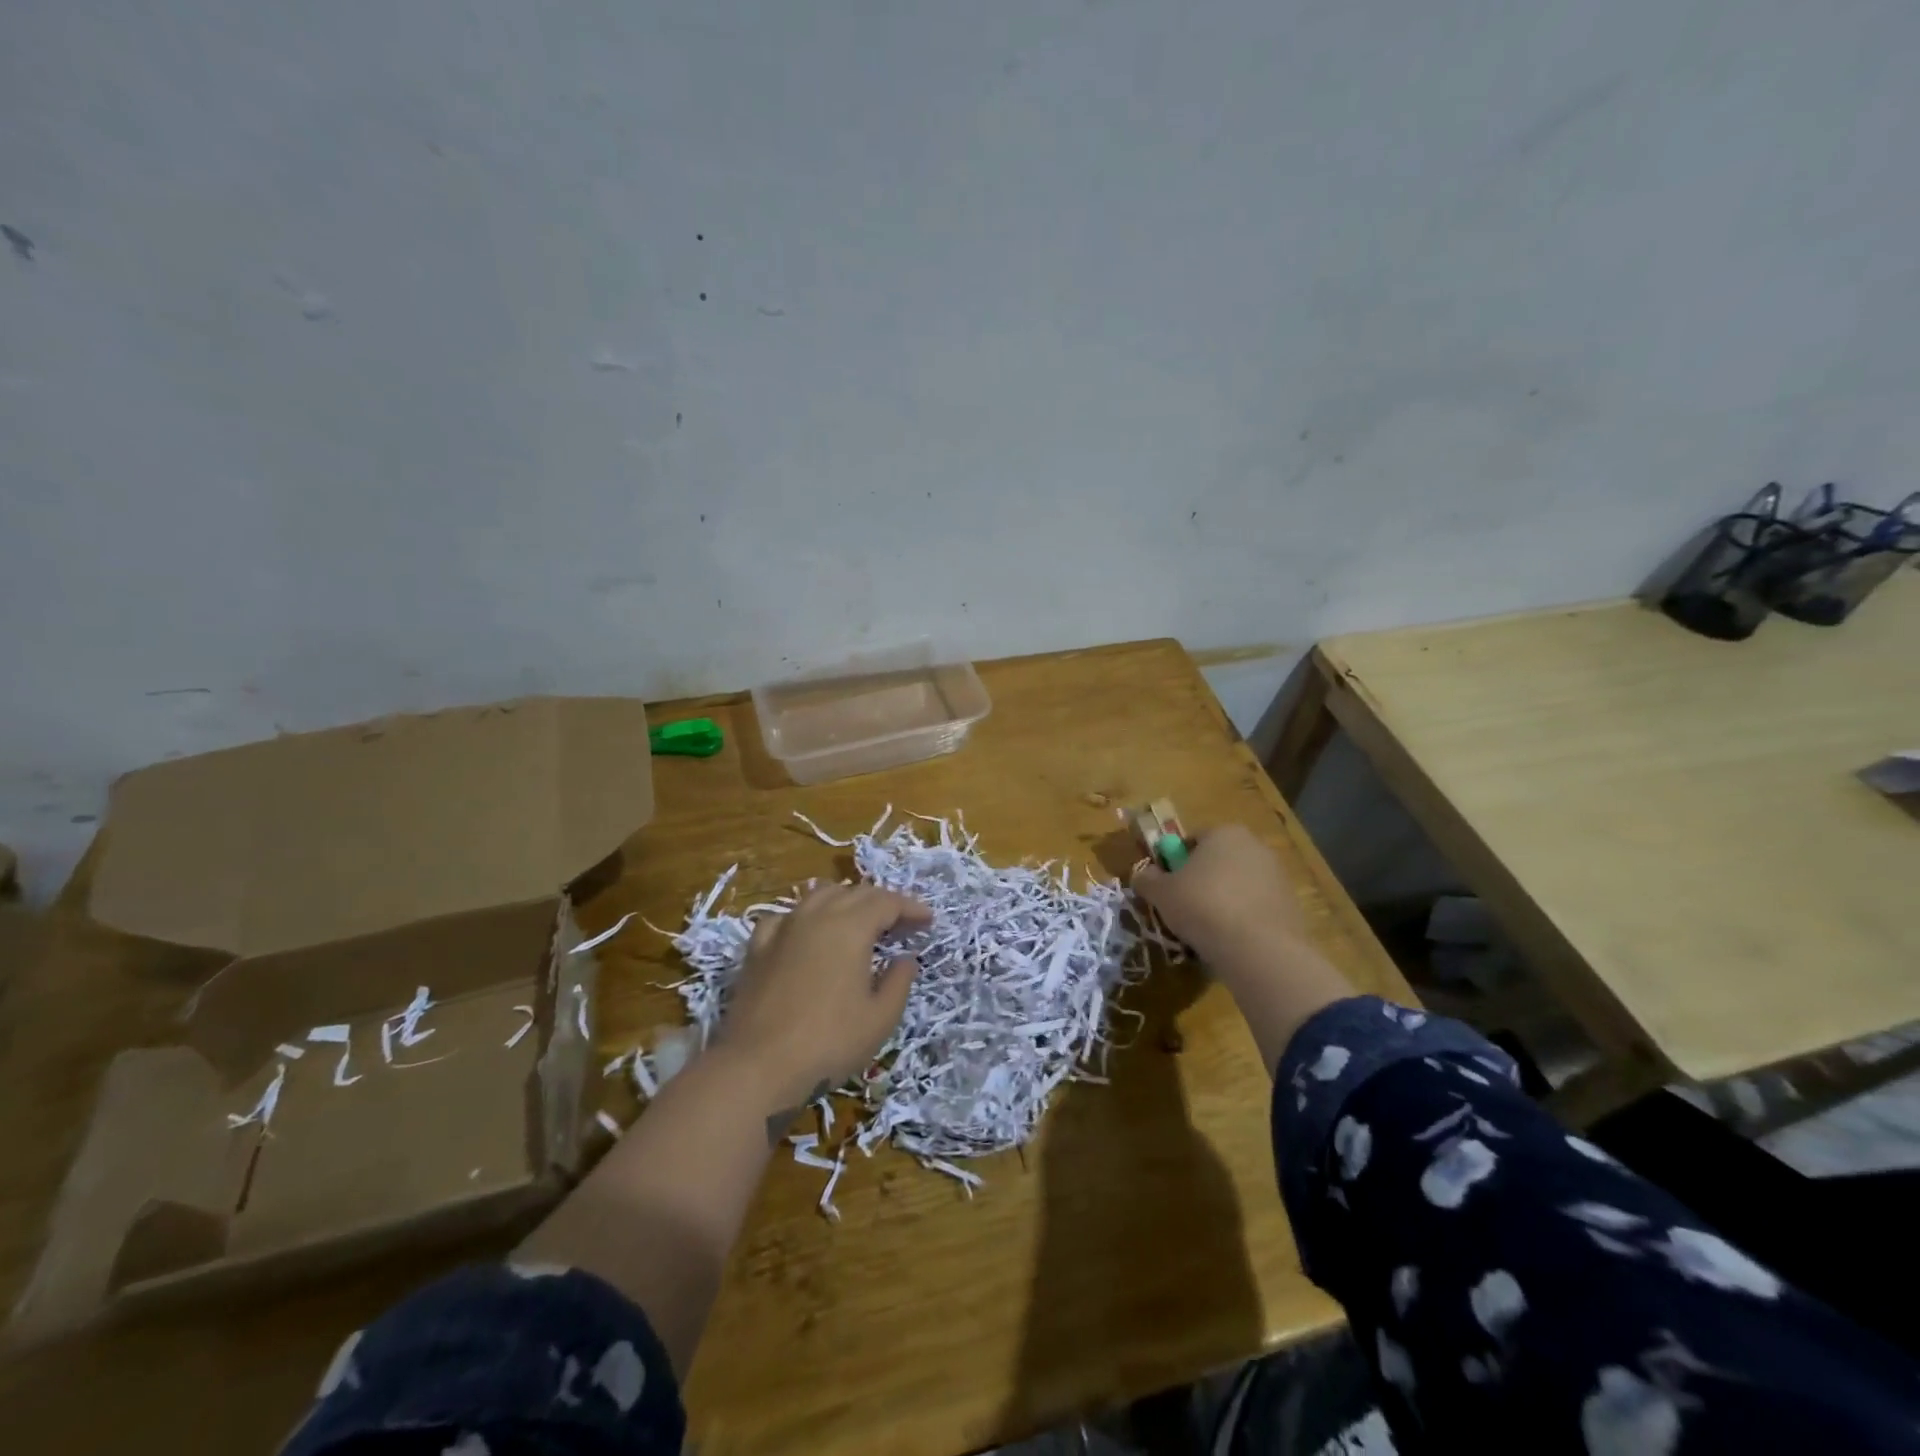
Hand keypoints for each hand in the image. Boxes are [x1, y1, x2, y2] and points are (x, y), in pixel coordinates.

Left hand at [715, 884, 931, 1114]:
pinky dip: (805, 917)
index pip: (887, 902)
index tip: (928, 921)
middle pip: (855, 893)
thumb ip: (899, 982)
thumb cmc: (828, 1042)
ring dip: (846, 901)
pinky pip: (786, 917)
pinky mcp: (757, 948)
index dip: (911, 908)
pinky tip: (806, 933)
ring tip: (859, 921)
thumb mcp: (880, 1019)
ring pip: (820, 896)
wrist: (757, 1067)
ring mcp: (783, 928)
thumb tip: (905, 958)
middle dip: (883, 903)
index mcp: (850, 927)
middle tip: (901, 924)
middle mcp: (816, 916)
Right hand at [1132, 823, 1352, 1071]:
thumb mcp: (1161, 893)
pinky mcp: (1291, 905)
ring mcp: (1277, 875)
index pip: (1192, 840)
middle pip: (1217, 861)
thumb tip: (1142, 875)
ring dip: (1222, 901)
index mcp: (1224, 833)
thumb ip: (1146, 879)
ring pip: (1238, 885)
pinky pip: (1256, 907)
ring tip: (1206, 930)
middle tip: (1183, 909)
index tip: (1167, 887)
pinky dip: (1242, 919)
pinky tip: (1231, 941)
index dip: (1175, 863)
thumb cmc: (1202, 907)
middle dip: (1201, 881)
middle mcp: (1255, 846)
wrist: (1258, 949)